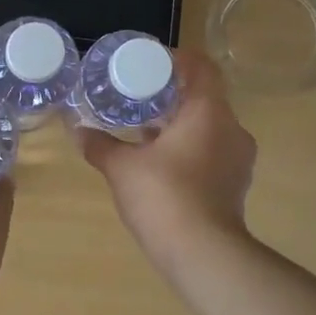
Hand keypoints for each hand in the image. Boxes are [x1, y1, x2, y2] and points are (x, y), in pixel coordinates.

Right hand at [78, 51, 255, 276]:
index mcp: (209, 112)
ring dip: (179, 126)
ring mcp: (238, 160)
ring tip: (144, 132)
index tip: (150, 64)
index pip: (202, 67)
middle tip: (138, 98)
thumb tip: (77, 130)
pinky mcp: (235, 185)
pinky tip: (159, 164)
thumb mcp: (121, 167)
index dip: (177, 60)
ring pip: (209, 128)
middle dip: (171, 96)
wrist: (202, 254)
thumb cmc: (163, 196)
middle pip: (204, 98)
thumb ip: (100, 145)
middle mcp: (232, 129)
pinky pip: (212, 153)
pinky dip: (188, 150)